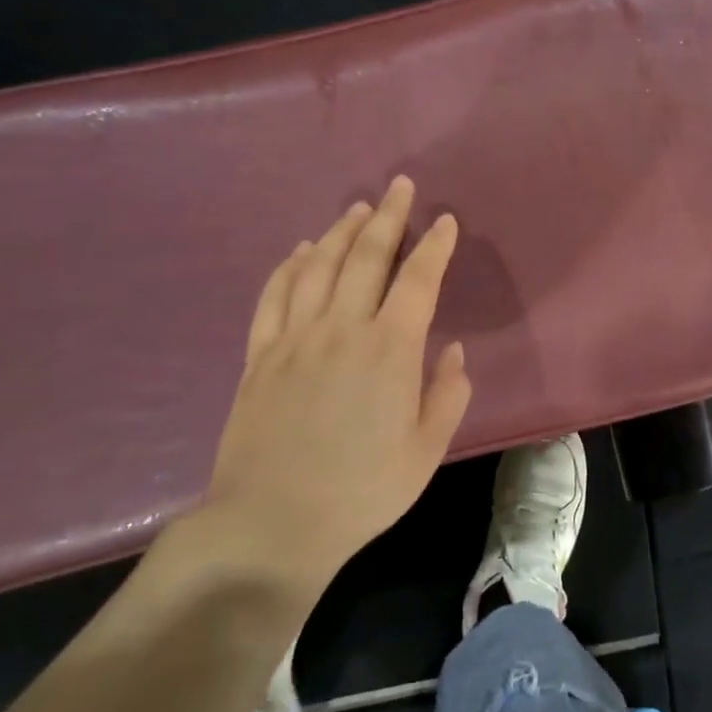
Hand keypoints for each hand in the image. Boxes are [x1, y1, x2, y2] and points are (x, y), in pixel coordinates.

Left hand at [196, 176, 472, 606]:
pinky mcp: (260, 356)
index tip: (446, 221)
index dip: (435, 246)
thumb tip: (452, 351)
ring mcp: (295, 339)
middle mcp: (342, 330)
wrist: (272, 524)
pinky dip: (290, 266)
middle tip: (399, 188)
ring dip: (341, 232)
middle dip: (388, 218)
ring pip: (319, 267)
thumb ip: (446, 394)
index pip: (418, 280)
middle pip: (366, 258)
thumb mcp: (426, 450)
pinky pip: (274, 296)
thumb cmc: (362, 491)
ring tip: (358, 210)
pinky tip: (302, 250)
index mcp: (390, 351)